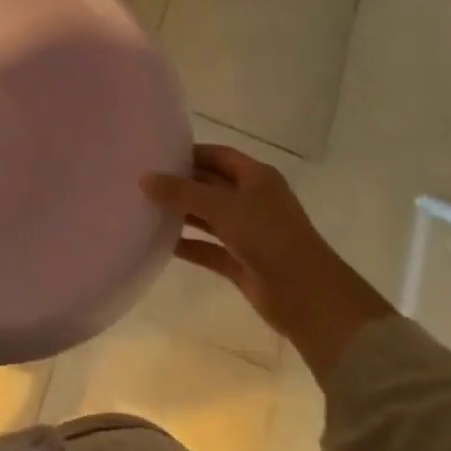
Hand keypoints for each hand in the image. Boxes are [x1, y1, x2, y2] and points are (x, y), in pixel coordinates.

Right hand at [143, 143, 393, 383]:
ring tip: (144, 208)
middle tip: (141, 182)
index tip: (155, 155)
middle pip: (210, 185)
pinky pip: (208, 248)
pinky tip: (159, 242)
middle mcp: (253, 200)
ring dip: (181, 213)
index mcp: (256, 178)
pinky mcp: (241, 262)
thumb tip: (144, 179)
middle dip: (180, 184)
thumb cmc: (269, 238)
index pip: (217, 155)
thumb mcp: (223, 207)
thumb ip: (182, 192)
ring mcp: (248, 232)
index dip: (189, 153)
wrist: (309, 298)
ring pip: (208, 216)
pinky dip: (188, 244)